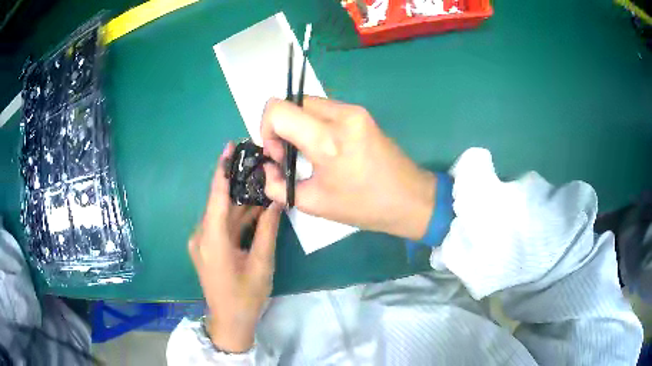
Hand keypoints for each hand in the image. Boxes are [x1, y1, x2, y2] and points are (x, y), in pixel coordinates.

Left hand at [189, 142, 281, 352]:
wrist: (230, 322)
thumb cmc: (246, 296)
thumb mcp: (261, 263)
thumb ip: (267, 230)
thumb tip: (277, 202)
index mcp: (212, 239)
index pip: (216, 196)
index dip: (223, 170)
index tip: (230, 146)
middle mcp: (201, 236)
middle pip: (220, 203)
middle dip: (238, 183)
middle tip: (258, 164)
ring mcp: (202, 242)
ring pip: (222, 214)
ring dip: (240, 202)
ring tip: (262, 183)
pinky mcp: (206, 248)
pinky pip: (221, 225)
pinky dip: (237, 217)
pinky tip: (255, 208)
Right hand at [261, 97, 435, 240]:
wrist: (409, 198)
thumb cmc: (363, 206)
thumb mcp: (313, 203)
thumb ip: (277, 184)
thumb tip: (267, 167)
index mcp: (328, 140)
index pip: (278, 109)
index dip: (267, 129)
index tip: (278, 154)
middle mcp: (341, 115)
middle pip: (291, 101)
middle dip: (280, 126)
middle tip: (289, 155)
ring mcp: (354, 110)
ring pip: (307, 103)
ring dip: (297, 124)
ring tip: (306, 153)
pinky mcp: (361, 113)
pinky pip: (324, 109)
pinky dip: (313, 123)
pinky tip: (323, 147)